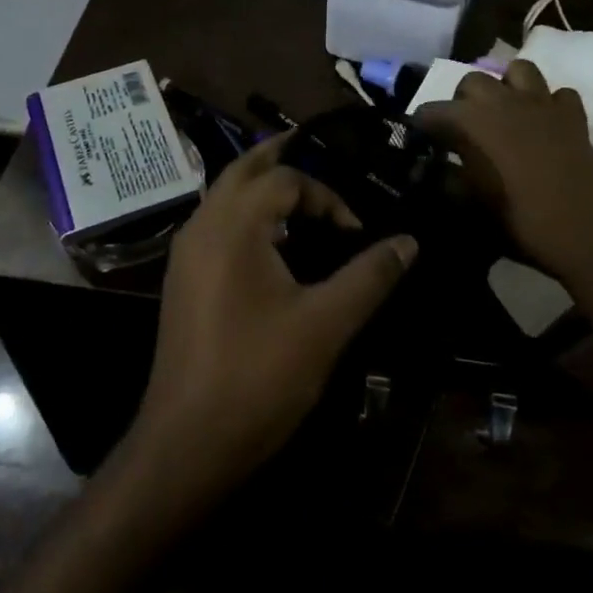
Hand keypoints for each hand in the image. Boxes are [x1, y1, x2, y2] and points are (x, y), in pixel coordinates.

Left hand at [125, 135, 416, 508]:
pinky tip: (272, 242)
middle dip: (281, 156)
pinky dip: (246, 213)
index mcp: (233, 225)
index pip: (285, 179)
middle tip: (318, 148)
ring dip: (261, 185)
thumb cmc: (258, 377)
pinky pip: (217, 223)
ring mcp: (186, 253)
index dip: (326, 196)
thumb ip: (369, 276)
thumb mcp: (326, 324)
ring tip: (301, 194)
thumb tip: (409, 242)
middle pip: (243, 169)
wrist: (186, 443)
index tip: (355, 232)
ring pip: (225, 195)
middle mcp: (202, 225)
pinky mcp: (183, 279)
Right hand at [417, 59, 592, 281]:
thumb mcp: (471, 208)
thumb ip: (447, 183)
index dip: (421, 127)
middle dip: (462, 100)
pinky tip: (546, 124)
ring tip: (504, 111)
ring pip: (518, 71)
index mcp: (470, 121)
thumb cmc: (522, 221)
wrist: (591, 230)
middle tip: (463, 130)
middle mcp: (502, 101)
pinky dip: (550, 104)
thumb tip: (432, 171)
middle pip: (472, 81)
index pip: (430, 112)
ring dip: (507, 86)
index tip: (420, 143)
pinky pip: (559, 95)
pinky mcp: (573, 116)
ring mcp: (541, 103)